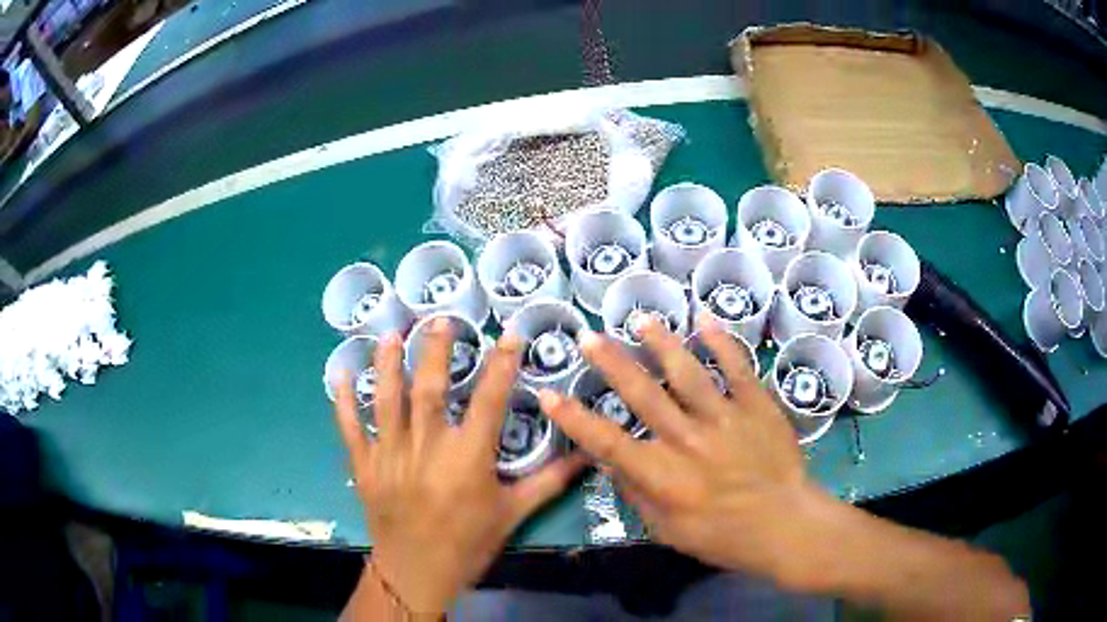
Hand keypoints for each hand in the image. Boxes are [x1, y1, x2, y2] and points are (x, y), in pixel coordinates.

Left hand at [334, 319, 586, 613]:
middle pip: (430, 388)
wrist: (417, 573)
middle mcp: (427, 448)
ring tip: (391, 333)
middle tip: (439, 318)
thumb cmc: (468, 544)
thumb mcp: (513, 514)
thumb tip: (587, 455)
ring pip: (386, 399)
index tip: (509, 333)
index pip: (490, 400)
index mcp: (468, 458)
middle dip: (436, 350)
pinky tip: (341, 375)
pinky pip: (350, 427)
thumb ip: (549, 482)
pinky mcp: (365, 466)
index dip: (502, 363)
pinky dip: (343, 401)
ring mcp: (390, 455)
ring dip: (388, 363)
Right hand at [538, 312, 821, 581]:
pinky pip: (736, 368)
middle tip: (588, 337)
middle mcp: (689, 441)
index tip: (549, 395)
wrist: (785, 524)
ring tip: (641, 319)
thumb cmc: (723, 536)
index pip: (608, 443)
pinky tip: (704, 320)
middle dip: (612, 364)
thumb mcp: (668, 530)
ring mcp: (725, 418)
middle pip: (644, 396)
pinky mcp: (757, 406)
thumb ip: (637, 494)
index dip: (575, 419)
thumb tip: (610, 462)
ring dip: (661, 344)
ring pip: (687, 373)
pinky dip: (720, 342)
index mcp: (664, 476)